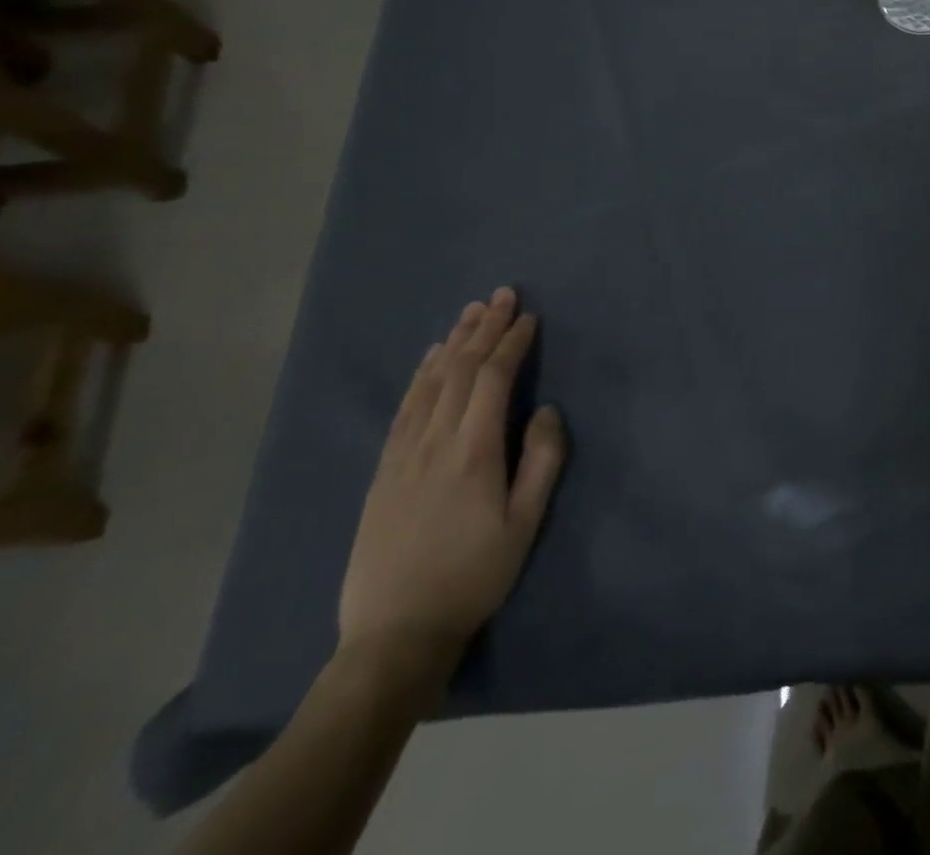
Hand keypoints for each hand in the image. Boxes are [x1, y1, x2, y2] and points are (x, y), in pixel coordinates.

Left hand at [337, 288, 567, 674]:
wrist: (395, 633)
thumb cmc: (473, 576)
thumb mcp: (525, 523)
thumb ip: (542, 460)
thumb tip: (546, 409)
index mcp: (473, 451)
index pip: (492, 379)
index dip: (511, 343)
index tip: (529, 317)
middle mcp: (434, 441)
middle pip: (459, 370)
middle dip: (483, 329)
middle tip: (502, 295)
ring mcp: (402, 454)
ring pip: (430, 383)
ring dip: (453, 342)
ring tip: (471, 312)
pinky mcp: (383, 470)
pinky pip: (405, 407)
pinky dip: (422, 374)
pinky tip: (432, 358)